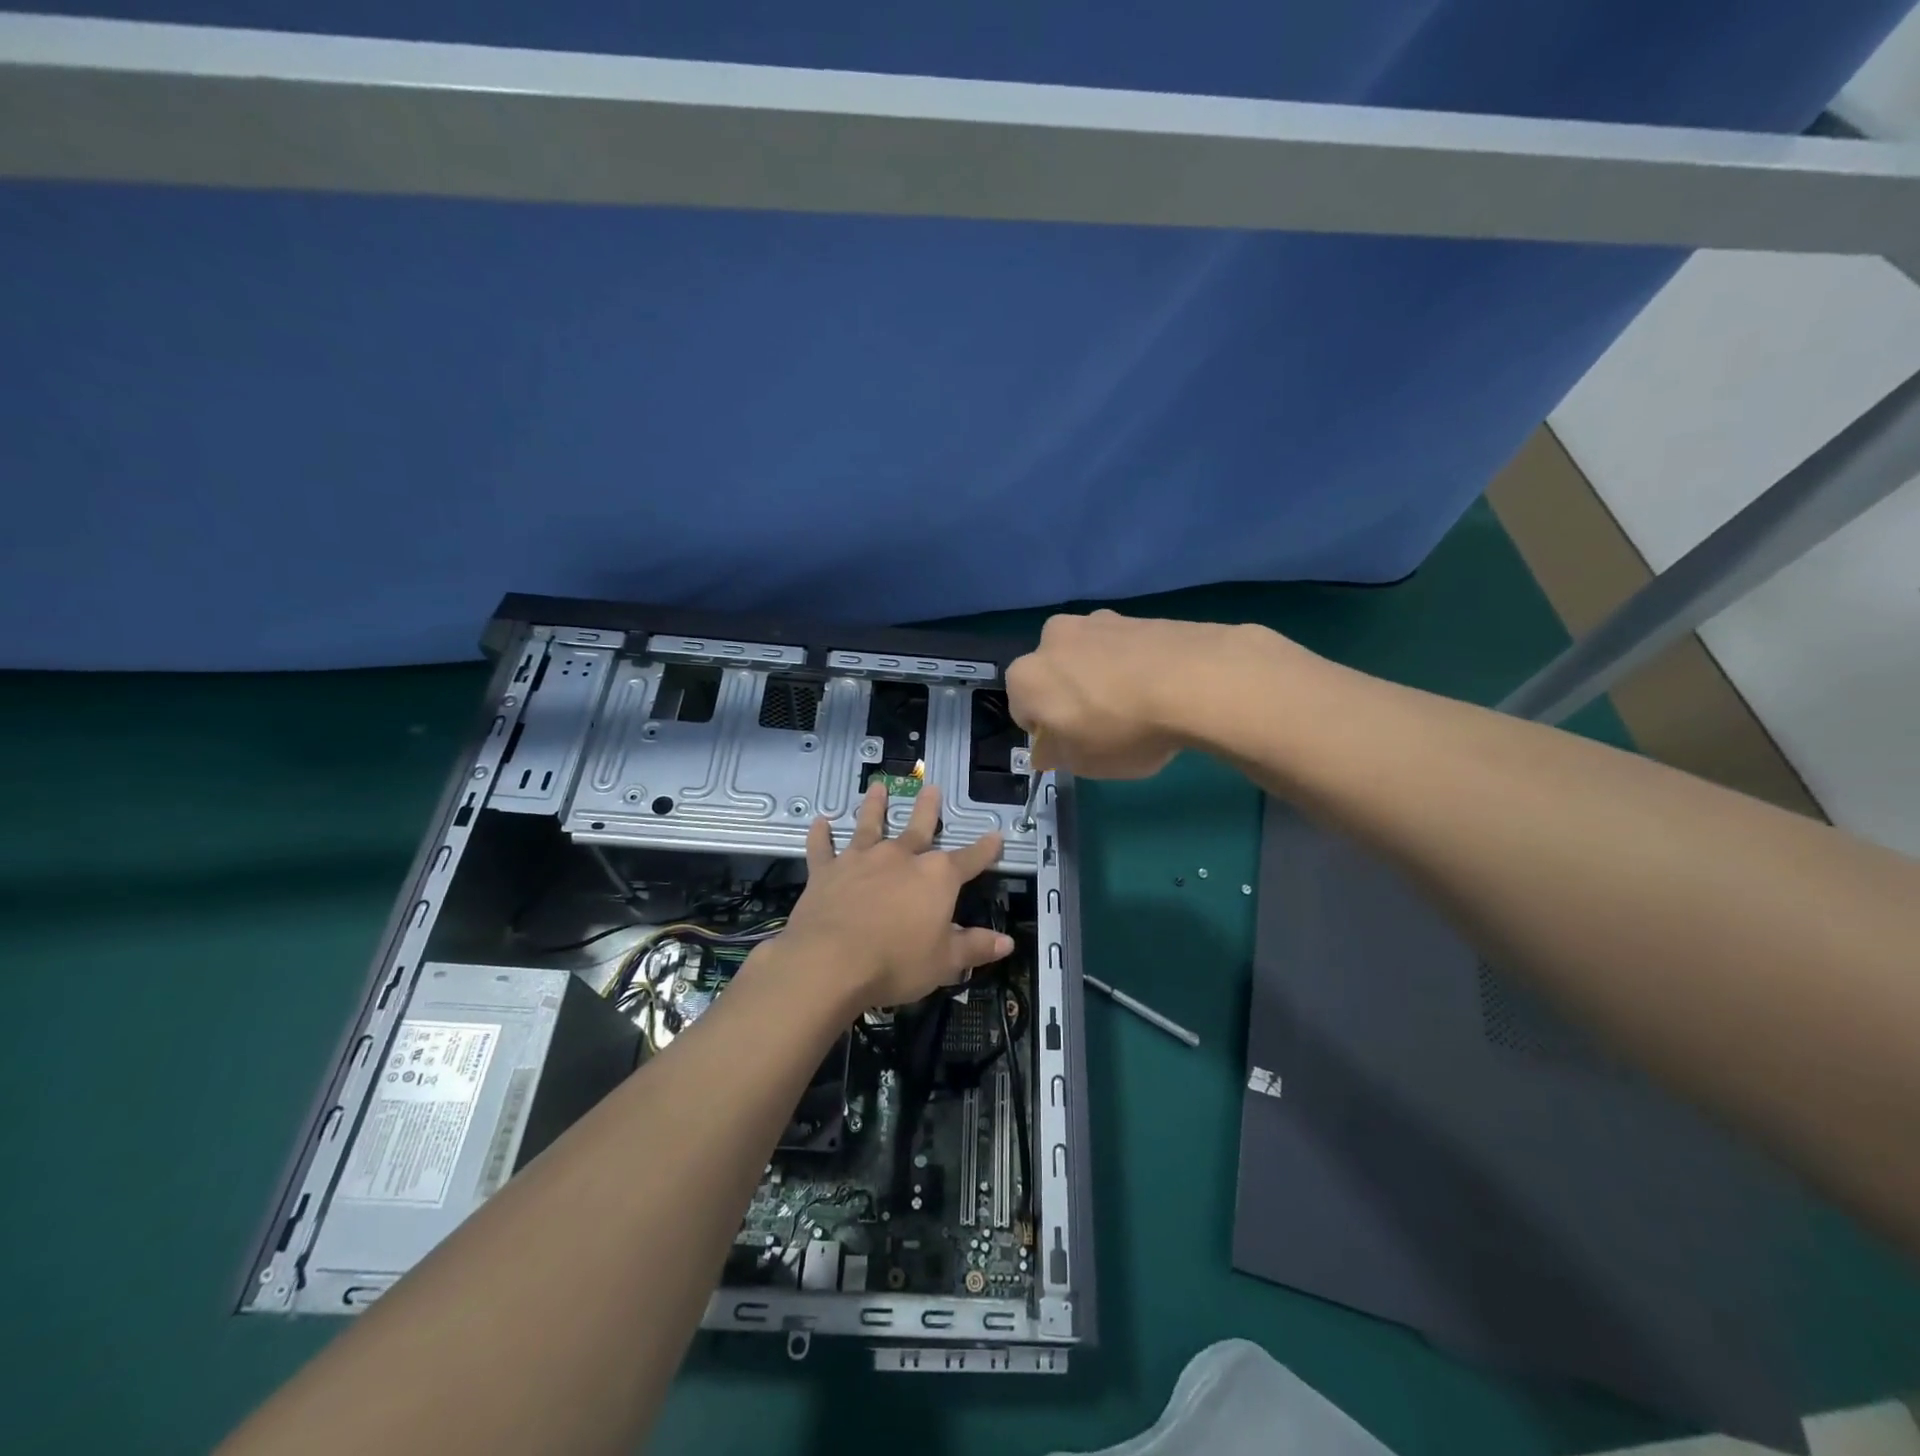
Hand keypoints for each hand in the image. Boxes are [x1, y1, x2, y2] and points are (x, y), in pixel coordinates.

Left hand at [764, 781, 1012, 1010]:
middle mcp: (900, 857)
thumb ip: (975, 948)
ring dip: (874, 806)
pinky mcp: (826, 871)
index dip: (985, 849)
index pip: (969, 859)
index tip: (996, 836)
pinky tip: (820, 821)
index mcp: (936, 877)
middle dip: (928, 808)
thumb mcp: (945, 963)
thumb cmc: (896, 963)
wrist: (830, 962)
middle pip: (919, 827)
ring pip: (870, 825)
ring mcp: (861, 860)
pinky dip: (821, 835)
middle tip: (932, 788)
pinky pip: (823, 847)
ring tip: (878, 787)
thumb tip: (1007, 943)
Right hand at [1006, 610, 1266, 777]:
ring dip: (1101, 678)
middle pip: (1055, 676)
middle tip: (1104, 727)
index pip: (1023, 710)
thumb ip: (1056, 755)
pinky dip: (1133, 665)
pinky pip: (1124, 648)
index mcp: (1027, 676)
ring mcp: (1096, 621)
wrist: (1194, 681)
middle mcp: (1052, 639)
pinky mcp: (1136, 615)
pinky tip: (1160, 689)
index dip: (1047, 733)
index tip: (1074, 747)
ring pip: (1089, 658)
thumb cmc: (1122, 730)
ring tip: (1139, 707)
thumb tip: (1047, 749)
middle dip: (1071, 698)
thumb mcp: (1083, 763)